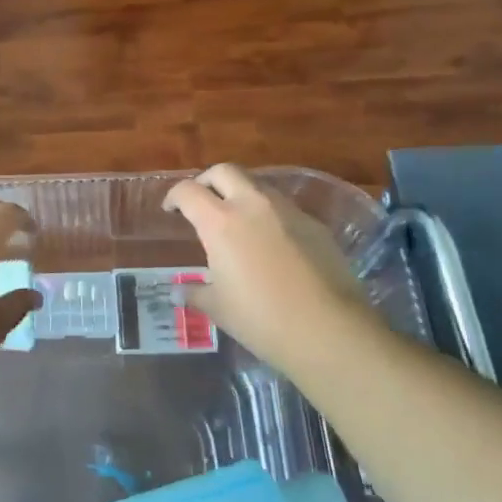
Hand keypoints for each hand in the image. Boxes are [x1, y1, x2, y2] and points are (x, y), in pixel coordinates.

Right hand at [164, 164, 382, 378]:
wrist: (330, 330)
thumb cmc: (261, 319)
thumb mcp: (218, 308)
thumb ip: (195, 293)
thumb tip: (176, 292)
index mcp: (220, 222)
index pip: (188, 191)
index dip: (174, 196)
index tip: (171, 209)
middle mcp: (253, 205)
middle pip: (225, 171)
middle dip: (207, 180)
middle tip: (202, 201)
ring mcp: (288, 211)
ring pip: (258, 185)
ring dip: (241, 194)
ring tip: (237, 221)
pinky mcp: (315, 224)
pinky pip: (285, 208)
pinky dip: (270, 215)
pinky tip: (272, 243)